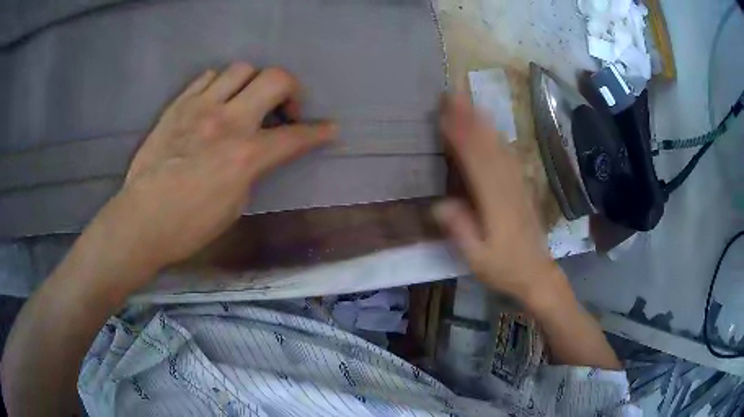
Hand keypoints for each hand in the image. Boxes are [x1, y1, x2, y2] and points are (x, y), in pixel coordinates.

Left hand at [109, 63, 337, 271]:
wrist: (141, 221)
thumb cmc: (189, 226)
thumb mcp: (235, 206)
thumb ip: (252, 171)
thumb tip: (258, 152)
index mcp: (245, 156)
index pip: (295, 137)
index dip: (319, 132)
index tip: (330, 129)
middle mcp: (227, 122)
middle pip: (275, 78)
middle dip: (292, 90)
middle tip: (284, 110)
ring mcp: (199, 108)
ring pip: (241, 69)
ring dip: (253, 83)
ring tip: (246, 103)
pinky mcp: (177, 105)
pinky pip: (207, 77)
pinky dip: (220, 84)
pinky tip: (215, 102)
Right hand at [434, 94, 557, 302]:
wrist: (537, 274)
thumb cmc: (504, 268)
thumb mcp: (478, 259)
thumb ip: (461, 231)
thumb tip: (440, 204)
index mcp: (495, 204)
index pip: (475, 162)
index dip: (460, 136)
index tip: (446, 114)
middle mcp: (508, 188)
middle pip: (488, 146)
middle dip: (471, 118)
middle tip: (454, 95)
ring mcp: (518, 186)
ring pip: (500, 147)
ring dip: (484, 123)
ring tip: (470, 102)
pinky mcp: (523, 189)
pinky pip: (510, 157)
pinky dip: (498, 138)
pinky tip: (492, 128)